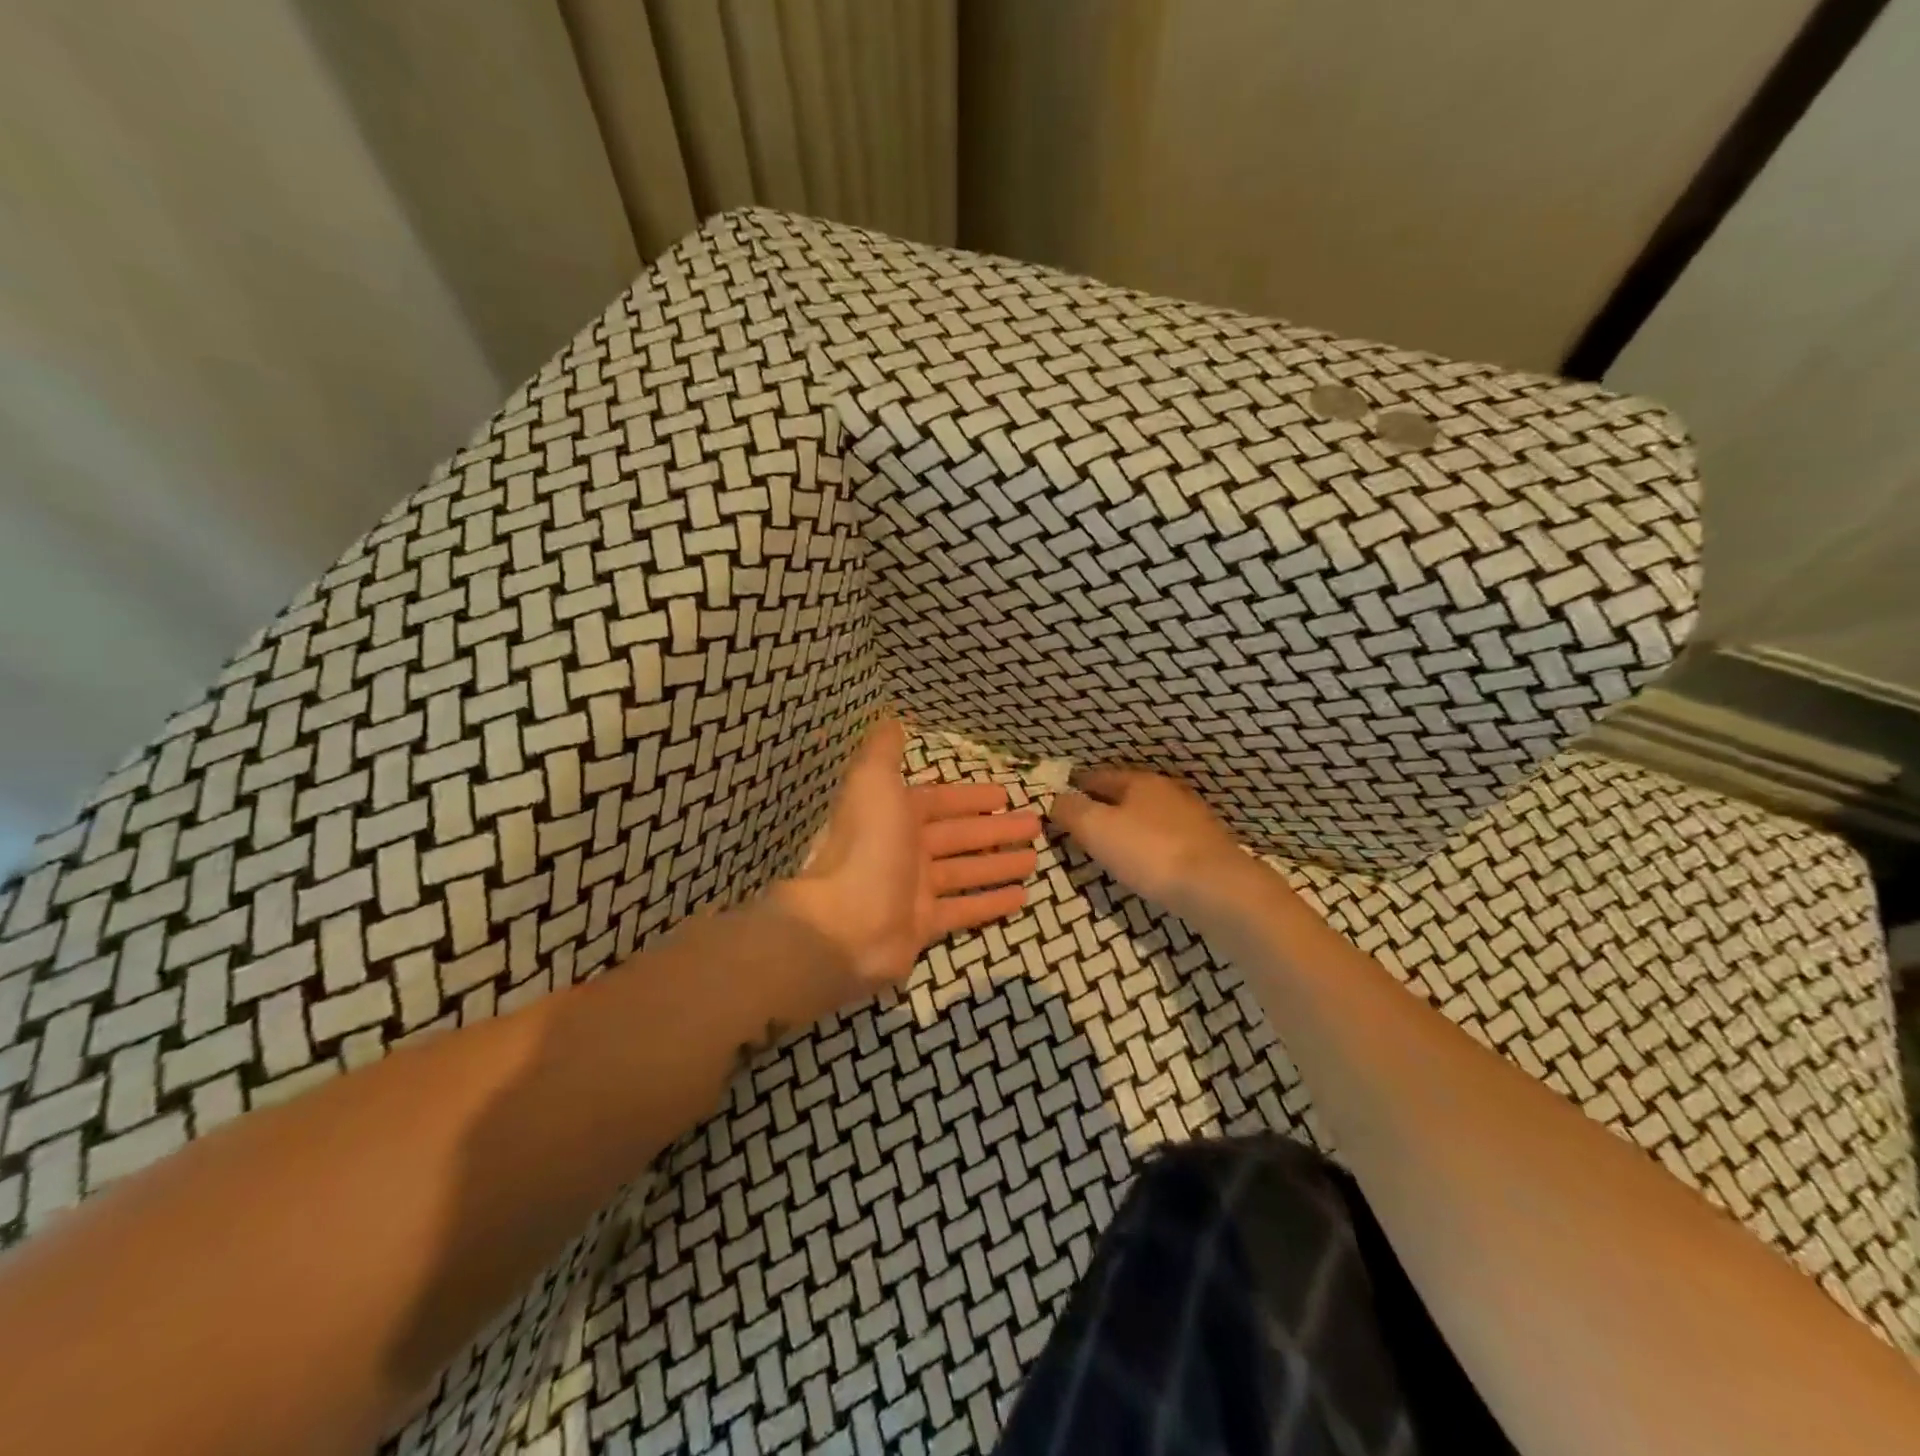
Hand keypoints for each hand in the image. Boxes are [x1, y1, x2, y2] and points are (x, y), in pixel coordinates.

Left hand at [774, 720, 1039, 1004]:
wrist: (846, 924)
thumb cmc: (868, 847)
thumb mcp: (874, 783)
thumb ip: (884, 751)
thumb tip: (891, 719)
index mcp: (894, 816)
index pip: (939, 801)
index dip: (971, 797)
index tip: (1006, 794)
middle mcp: (904, 851)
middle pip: (958, 836)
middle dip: (995, 830)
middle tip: (1035, 826)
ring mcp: (914, 890)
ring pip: (965, 872)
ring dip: (998, 865)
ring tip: (1034, 860)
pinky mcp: (924, 926)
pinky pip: (964, 910)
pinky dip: (990, 903)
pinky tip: (1022, 899)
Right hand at [1047, 768, 1252, 922]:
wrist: (1217, 888)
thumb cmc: (1149, 852)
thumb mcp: (1096, 828)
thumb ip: (1070, 811)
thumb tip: (1055, 800)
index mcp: (1139, 781)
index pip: (1096, 776)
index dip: (1074, 788)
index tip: (1058, 802)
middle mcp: (1167, 791)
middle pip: (1125, 794)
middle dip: (1103, 806)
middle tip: (1080, 825)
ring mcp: (1191, 819)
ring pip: (1147, 816)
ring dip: (1128, 826)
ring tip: (1109, 846)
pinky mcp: (1206, 847)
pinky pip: (1165, 839)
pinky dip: (1149, 846)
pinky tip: (1145, 862)